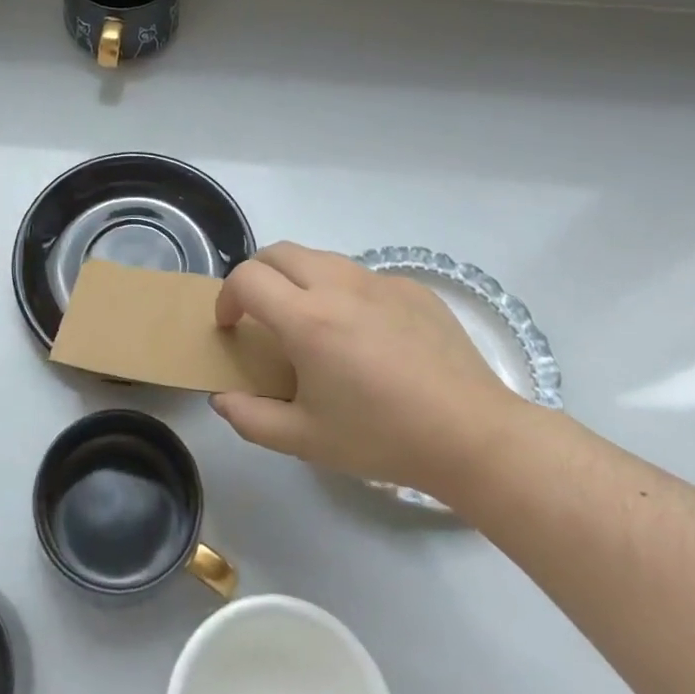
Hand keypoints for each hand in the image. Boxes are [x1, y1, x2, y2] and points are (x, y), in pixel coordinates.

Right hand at [211, 243, 530, 500]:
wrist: (472, 436)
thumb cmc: (383, 438)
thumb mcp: (305, 440)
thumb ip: (251, 419)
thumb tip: (221, 399)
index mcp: (307, 319)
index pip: (247, 278)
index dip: (226, 297)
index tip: (230, 327)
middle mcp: (339, 286)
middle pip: (278, 252)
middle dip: (256, 275)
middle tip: (259, 313)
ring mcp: (379, 281)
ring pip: (320, 258)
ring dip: (298, 278)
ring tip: (309, 321)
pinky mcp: (412, 287)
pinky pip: (362, 276)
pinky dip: (343, 291)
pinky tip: (363, 334)